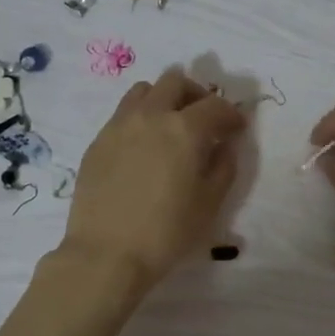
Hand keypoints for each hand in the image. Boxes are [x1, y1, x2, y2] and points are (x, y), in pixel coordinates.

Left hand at [60, 67, 246, 292]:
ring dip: (163, 98)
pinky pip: (122, 113)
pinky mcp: (98, 141)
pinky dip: (140, 117)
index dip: (231, 114)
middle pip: (175, 82)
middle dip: (196, 94)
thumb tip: (225, 145)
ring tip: (170, 123)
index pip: (215, 105)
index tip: (236, 128)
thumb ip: (223, 166)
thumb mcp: (209, 203)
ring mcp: (119, 125)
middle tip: (204, 118)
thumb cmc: (167, 232)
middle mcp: (151, 116)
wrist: (106, 253)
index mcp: (184, 129)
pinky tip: (143, 145)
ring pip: (144, 90)